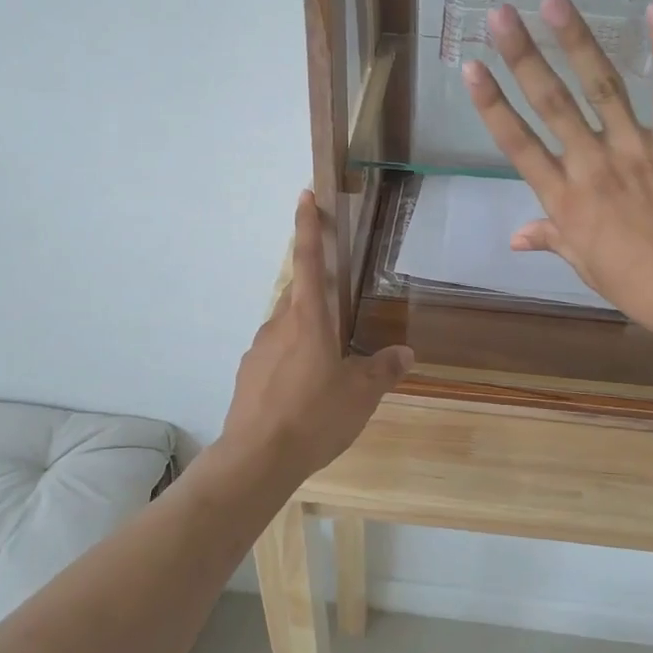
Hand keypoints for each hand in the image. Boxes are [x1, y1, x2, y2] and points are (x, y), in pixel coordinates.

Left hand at [219, 191, 413, 484]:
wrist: (257, 457)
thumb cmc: (315, 417)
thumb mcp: (360, 395)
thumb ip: (383, 370)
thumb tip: (405, 352)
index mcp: (309, 320)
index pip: (310, 261)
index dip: (309, 227)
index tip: (305, 196)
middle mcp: (279, 325)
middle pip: (297, 294)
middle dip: (315, 291)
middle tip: (337, 310)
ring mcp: (258, 349)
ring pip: (285, 326)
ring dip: (304, 331)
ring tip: (325, 363)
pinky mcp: (247, 374)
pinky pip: (273, 354)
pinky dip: (289, 358)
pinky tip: (302, 389)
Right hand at [461, 0, 652, 350]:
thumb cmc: (636, 283)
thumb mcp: (585, 264)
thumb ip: (551, 237)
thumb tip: (515, 237)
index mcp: (564, 199)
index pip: (518, 144)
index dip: (492, 104)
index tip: (471, 67)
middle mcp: (592, 165)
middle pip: (551, 104)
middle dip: (523, 56)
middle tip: (502, 15)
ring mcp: (637, 149)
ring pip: (602, 87)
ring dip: (576, 41)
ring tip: (554, 2)